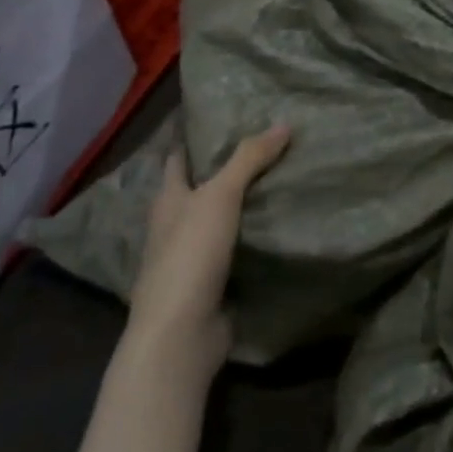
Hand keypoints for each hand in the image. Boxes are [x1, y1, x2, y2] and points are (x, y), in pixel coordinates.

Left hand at [126, 124, 290, 377]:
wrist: (181, 334)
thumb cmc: (190, 255)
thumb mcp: (220, 196)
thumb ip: (249, 159)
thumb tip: (284, 123)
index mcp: (168, 199)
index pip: (180, 157)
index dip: (197, 137)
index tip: (226, 117)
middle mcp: (175, 225)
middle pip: (202, 188)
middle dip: (229, 169)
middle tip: (270, 144)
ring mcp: (192, 257)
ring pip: (221, 219)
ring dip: (245, 204)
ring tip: (283, 178)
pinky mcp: (212, 283)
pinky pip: (237, 250)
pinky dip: (254, 237)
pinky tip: (281, 225)